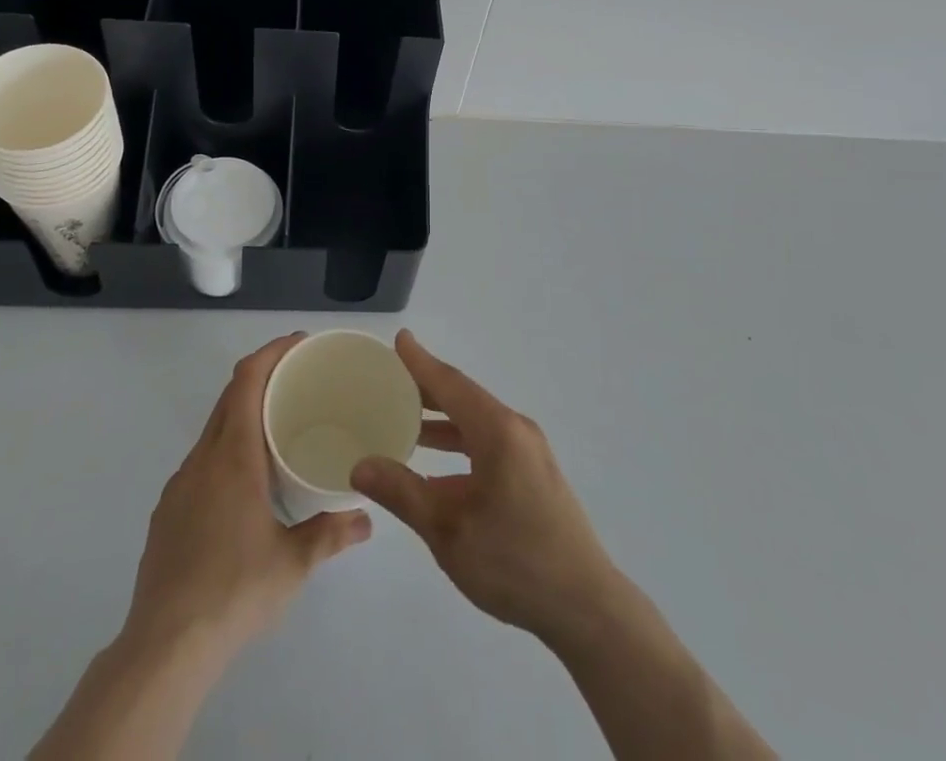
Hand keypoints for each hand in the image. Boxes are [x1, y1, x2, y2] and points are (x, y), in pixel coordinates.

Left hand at [124, 333, 370, 664]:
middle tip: (298, 378)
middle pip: (229, 397)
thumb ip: (331, 533)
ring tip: (276, 427)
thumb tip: (367, 519)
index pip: (247, 381)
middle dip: (261, 376)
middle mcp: (203, 459)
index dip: (271, 352)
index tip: (298, 343)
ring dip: (242, 413)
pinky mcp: (167, 511)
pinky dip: (226, 448)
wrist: (165, 646)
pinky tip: (244, 482)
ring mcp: (179, 485)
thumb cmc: (236, 590)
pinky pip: (201, 461)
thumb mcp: (294, 563)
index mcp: (234, 457)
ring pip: (213, 429)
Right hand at [350, 330, 620, 644]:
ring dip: (443, 420)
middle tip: (390, 380)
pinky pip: (489, 443)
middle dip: (427, 389)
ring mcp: (529, 452)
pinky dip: (460, 443)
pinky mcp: (534, 474)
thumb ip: (403, 493)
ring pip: (477, 422)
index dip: (421, 362)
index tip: (399, 339)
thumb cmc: (514, 562)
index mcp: (497, 431)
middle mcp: (515, 430)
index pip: (451, 384)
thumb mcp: (448, 530)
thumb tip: (360, 465)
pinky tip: (437, 467)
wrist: (585, 606)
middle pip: (464, 398)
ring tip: (405, 421)